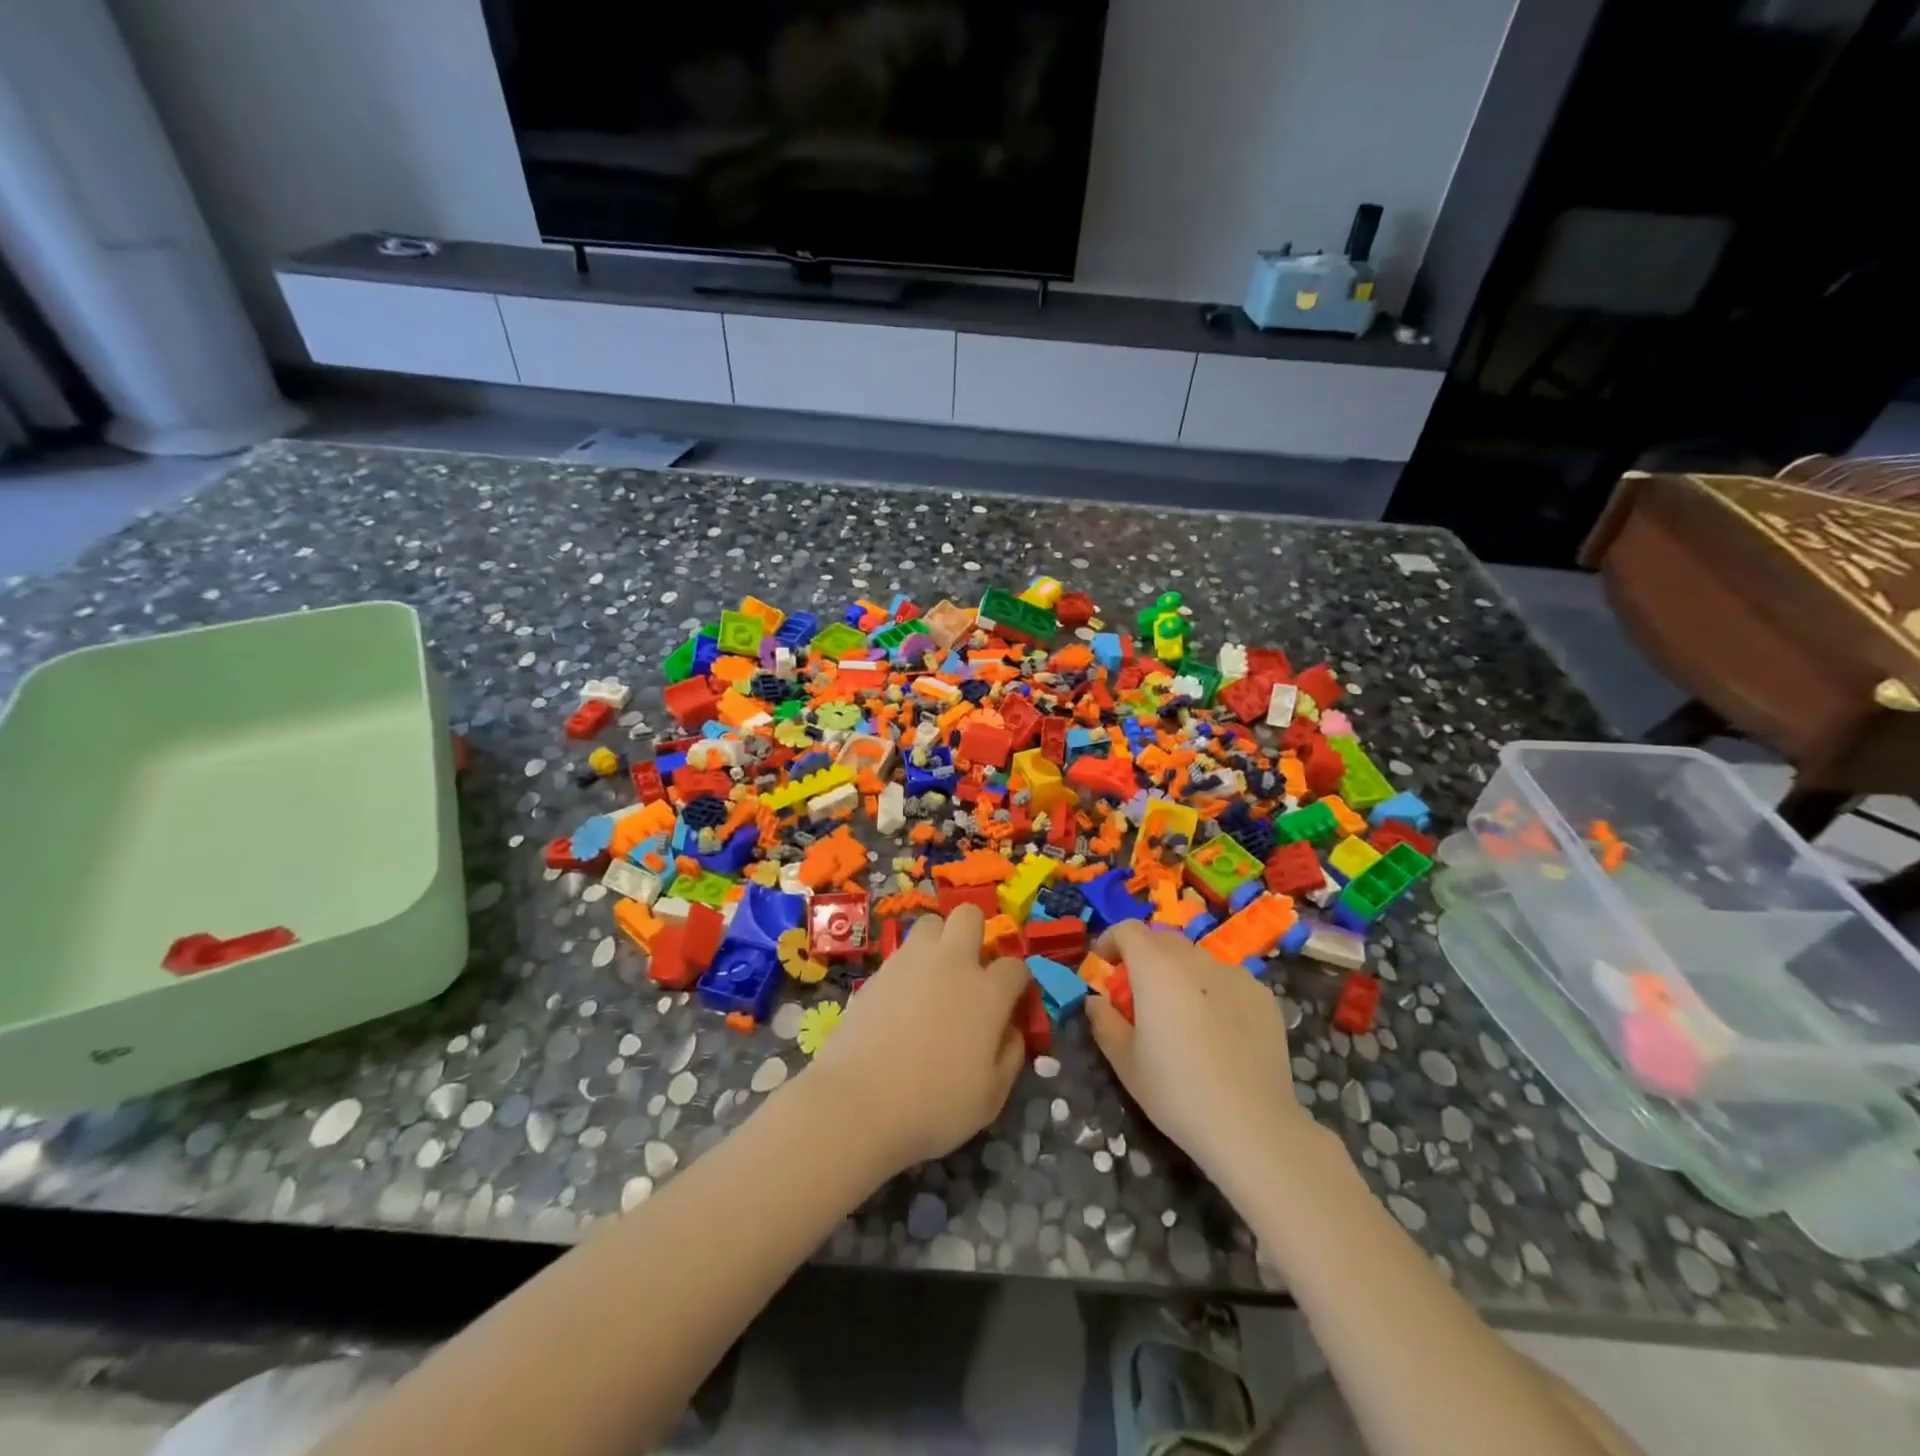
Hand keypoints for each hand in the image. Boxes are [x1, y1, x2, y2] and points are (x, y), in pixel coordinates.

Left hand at [802, 906, 1029, 1170]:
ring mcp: (911, 961)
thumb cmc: (934, 1105)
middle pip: (970, 916)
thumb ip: (1010, 1055)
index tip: (1011, 1002)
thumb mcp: (991, 1097)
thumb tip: (1011, 1030)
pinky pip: (901, 953)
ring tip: (933, 978)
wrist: (858, 1102)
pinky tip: (902, 1000)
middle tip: (970, 971)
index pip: (1015, 966)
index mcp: (987, 992)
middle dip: (976, 934)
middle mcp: (952, 963)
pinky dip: (909, 967)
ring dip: (938, 942)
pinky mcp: (878, 971)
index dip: (1017, 982)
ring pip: (931, 923)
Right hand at [1085, 921, 1309, 1181]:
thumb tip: (1095, 1001)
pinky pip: (1227, 980)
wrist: (1252, 1125)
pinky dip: (1213, 991)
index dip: (1111, 941)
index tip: (1105, 965)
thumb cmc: (1176, 1091)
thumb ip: (1104, 1021)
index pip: (1128, 929)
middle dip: (1144, 956)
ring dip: (1179, 973)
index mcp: (1156, 968)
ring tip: (1181, 1014)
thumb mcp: (1124, 1061)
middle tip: (1138, 992)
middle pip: (1163, 939)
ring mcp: (1235, 974)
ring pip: (1197, 959)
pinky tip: (1218, 1030)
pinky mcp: (1263, 995)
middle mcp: (1196, 959)